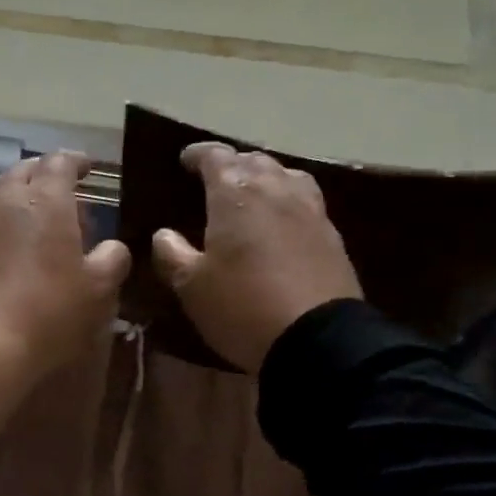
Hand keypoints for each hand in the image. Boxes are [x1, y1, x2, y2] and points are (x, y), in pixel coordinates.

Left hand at [0, 152, 129, 372]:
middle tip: (59, 188)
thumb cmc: (49, 313)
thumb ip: (112, 259)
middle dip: (43, 172)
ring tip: (23, 201)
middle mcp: (7, 198)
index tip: (87, 167)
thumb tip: (113, 247)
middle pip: (24, 169)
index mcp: (47, 200)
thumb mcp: (98, 290)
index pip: (60, 162)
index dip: (75, 161)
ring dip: (11, 187)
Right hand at [151, 142, 361, 371]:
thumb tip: (163, 234)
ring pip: (286, 175)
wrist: (319, 341)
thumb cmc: (243, 306)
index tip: (185, 161)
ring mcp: (310, 210)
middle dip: (232, 164)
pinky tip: (282, 223)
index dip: (198, 154)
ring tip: (253, 194)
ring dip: (266, 177)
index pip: (216, 156)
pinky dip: (288, 201)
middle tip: (215, 180)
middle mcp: (276, 190)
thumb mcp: (191, 286)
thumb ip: (172, 254)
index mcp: (236, 194)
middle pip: (254, 160)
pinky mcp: (332, 235)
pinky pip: (306, 202)